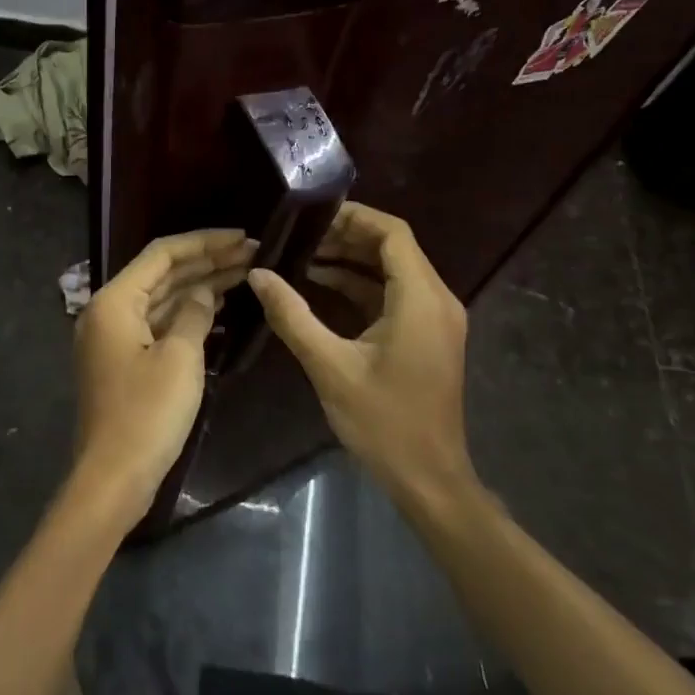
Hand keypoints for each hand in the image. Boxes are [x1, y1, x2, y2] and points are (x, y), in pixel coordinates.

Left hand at [72, 229, 255, 525]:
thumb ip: (195, 313)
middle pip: (162, 274)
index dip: (204, 242)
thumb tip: (204, 293)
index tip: (242, 237)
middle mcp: (109, 312)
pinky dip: (187, 316)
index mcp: (115, 301)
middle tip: (252, 254)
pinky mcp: (125, 362)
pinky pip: (159, 325)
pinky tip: (219, 310)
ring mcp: (115, 338)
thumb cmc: (147, 413)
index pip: (161, 254)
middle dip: (206, 263)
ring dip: (199, 287)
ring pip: (162, 300)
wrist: (114, 477)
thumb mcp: (180, 357)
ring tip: (244, 275)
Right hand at [247, 203, 473, 503]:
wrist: (429, 478)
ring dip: (351, 261)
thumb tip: (258, 275)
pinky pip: (394, 295)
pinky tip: (321, 288)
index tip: (311, 215)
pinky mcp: (427, 336)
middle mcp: (436, 300)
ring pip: (393, 271)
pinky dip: (361, 286)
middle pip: (393, 247)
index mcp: (420, 299)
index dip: (354, 217)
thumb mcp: (330, 366)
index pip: (392, 233)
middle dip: (346, 237)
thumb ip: (292, 315)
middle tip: (298, 237)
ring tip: (302, 257)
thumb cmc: (384, 422)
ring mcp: (435, 319)